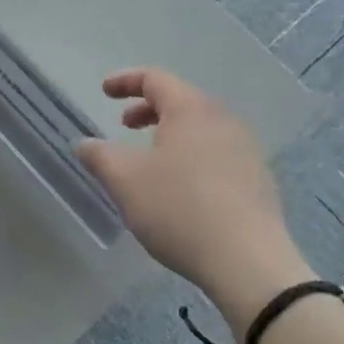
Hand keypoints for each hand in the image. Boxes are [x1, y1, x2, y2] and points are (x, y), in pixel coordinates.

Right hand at [78, 69, 311, 317]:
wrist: (250, 264)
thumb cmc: (180, 208)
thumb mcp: (125, 180)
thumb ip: (99, 155)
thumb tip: (84, 144)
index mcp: (191, 108)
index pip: (154, 78)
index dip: (125, 81)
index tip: (104, 91)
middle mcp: (223, 119)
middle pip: (180, 100)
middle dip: (147, 109)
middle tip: (124, 125)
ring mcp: (246, 150)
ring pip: (200, 128)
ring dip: (171, 134)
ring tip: (151, 160)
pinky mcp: (259, 181)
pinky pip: (217, 153)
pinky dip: (192, 156)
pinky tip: (182, 189)